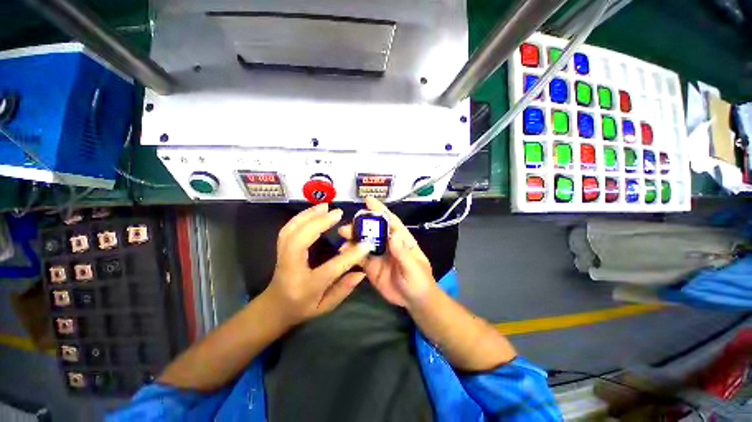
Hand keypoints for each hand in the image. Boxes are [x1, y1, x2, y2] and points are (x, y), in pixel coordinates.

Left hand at [265, 203, 370, 325]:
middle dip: (319, 223)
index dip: (350, 256)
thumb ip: (344, 289)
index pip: (331, 269)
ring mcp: (282, 256)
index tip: (366, 244)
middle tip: (338, 213)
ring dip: (308, 215)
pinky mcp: (280, 248)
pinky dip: (300, 216)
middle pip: (300, 240)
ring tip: (325, 206)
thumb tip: (362, 272)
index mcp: (305, 286)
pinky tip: (313, 211)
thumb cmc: (301, 308)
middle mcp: (291, 268)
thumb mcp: (325, 306)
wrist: (274, 308)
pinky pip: (288, 228)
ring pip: (290, 230)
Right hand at [339, 197, 435, 307]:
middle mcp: (388, 243)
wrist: (414, 300)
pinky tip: (343, 251)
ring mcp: (378, 254)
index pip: (390, 221)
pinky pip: (359, 257)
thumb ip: (403, 253)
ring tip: (343, 234)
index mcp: (401, 239)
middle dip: (362, 223)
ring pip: (364, 241)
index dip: (380, 210)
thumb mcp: (413, 267)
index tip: (368, 200)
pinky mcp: (371, 266)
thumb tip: (394, 234)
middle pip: (373, 229)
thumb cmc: (419, 280)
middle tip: (349, 223)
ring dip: (354, 236)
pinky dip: (351, 253)